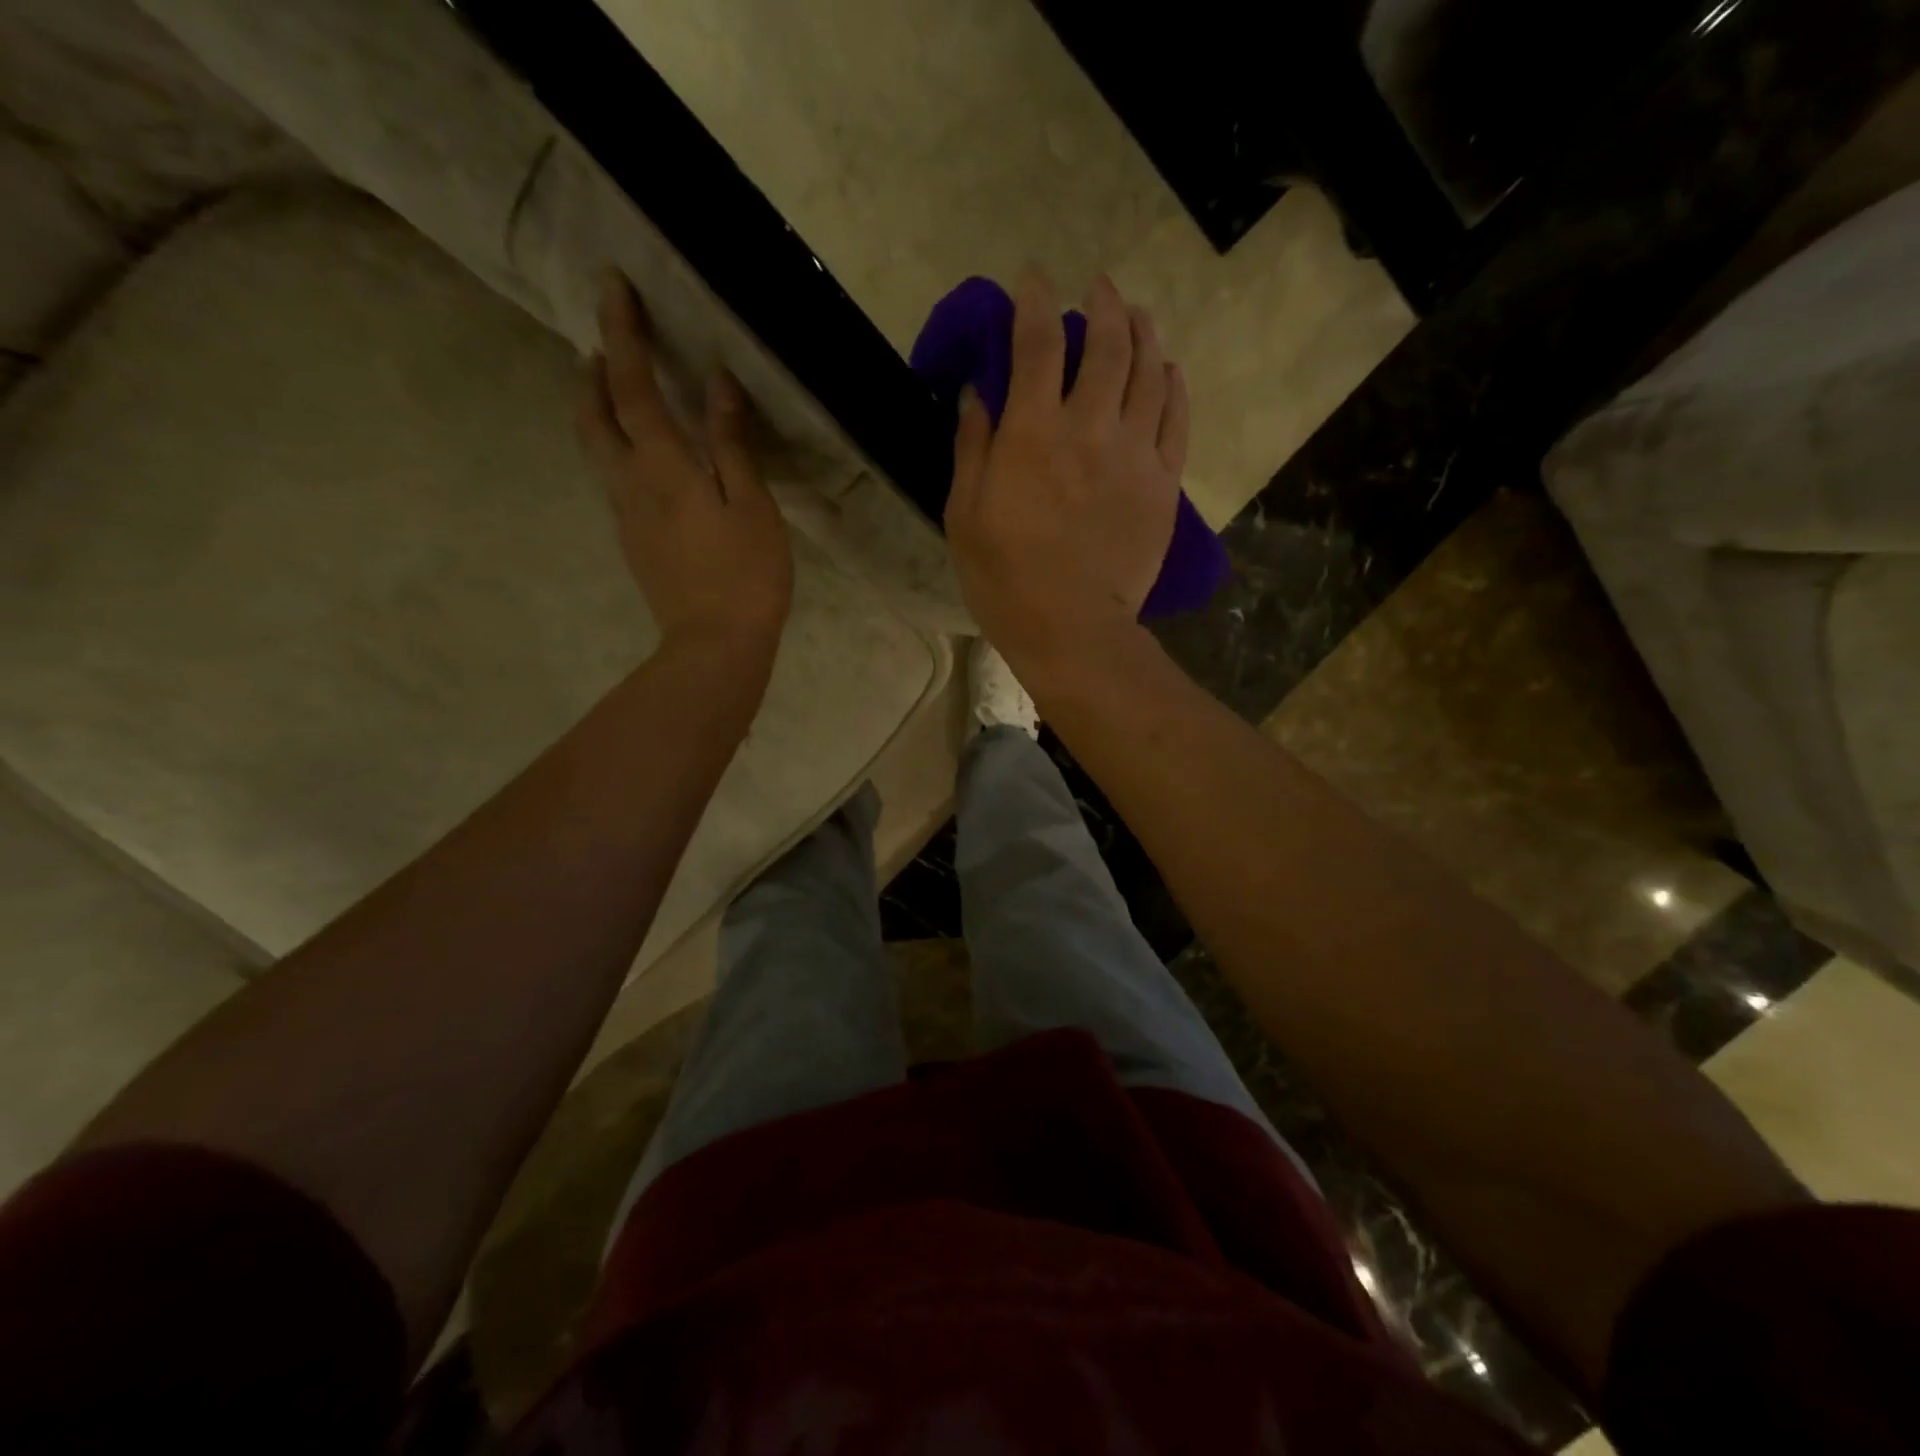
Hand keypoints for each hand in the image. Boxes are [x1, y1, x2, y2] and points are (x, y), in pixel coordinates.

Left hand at [577, 273, 792, 663]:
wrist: (715, 645)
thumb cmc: (746, 575)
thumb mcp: (752, 505)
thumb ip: (731, 444)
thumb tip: (716, 384)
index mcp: (661, 466)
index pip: (629, 385)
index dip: (620, 333)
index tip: (611, 285)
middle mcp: (629, 482)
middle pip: (592, 415)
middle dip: (593, 372)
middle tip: (605, 345)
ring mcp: (625, 515)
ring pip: (597, 448)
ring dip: (598, 409)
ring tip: (617, 390)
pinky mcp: (633, 542)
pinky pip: (614, 478)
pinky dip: (617, 448)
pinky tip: (645, 457)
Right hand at [944, 270, 1187, 673]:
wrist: (1073, 629)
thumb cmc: (1006, 579)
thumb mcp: (965, 515)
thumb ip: (972, 447)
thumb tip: (977, 392)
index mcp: (1033, 433)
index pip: (1038, 342)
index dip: (1034, 302)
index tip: (1032, 281)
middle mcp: (1090, 427)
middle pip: (1107, 343)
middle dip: (1102, 304)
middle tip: (1097, 288)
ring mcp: (1134, 453)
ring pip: (1149, 371)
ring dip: (1144, 332)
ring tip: (1138, 314)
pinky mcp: (1163, 483)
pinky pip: (1176, 418)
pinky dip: (1174, 384)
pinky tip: (1169, 369)